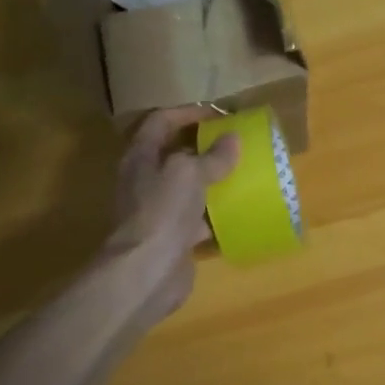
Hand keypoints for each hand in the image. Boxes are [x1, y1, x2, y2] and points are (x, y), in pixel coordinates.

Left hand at [105, 108, 240, 324]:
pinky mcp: (173, 236)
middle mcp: (145, 180)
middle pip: (174, 153)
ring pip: (188, 186)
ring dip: (212, 179)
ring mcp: (158, 210)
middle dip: (204, 146)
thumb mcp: (190, 174)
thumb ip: (213, 156)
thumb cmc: (162, 211)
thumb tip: (233, 139)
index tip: (219, 115)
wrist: (146, 271)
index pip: (161, 121)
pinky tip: (240, 210)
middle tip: (235, 141)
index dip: (188, 112)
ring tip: (243, 171)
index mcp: (141, 156)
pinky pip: (198, 217)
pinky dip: (216, 213)